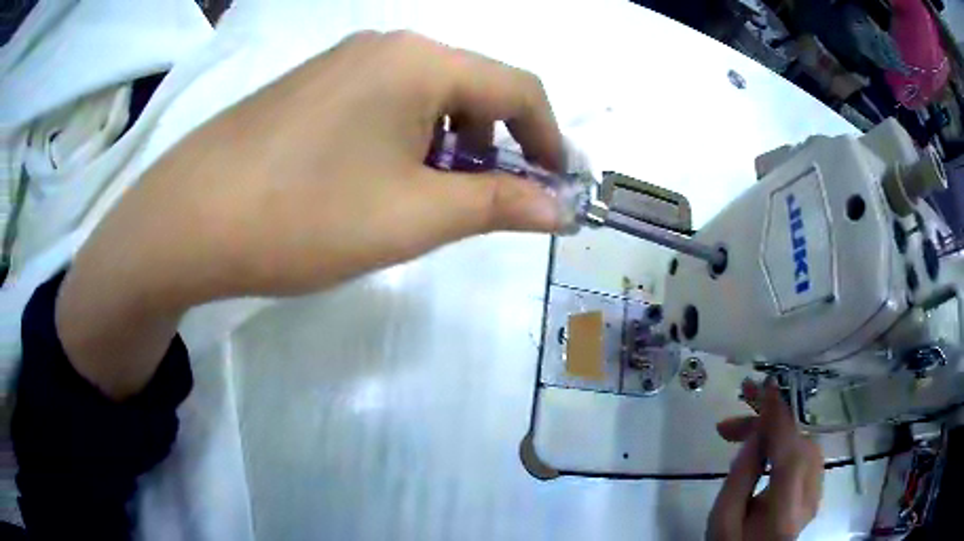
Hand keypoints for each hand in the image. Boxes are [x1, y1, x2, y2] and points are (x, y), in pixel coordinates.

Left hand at [56, 31, 565, 397]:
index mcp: (421, 60)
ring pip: (426, 95)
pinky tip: (376, 179)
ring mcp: (342, 62)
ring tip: (425, 199)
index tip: (557, 185)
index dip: (549, 138)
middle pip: (472, 88)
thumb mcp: (414, 216)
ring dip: (448, 144)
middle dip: (494, 145)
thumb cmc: (304, 216)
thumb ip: (497, 204)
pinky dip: (405, 138)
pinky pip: (383, 101)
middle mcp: (386, 46)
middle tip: (484, 202)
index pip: (518, 88)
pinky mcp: (312, 86)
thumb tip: (560, 210)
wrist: (189, 220)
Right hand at [707, 381, 823, 540]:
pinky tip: (766, 446)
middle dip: (771, 421)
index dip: (779, 416)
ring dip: (777, 431)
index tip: (765, 386)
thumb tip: (756, 433)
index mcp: (784, 510)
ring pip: (804, 444)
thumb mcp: (723, 518)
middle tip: (739, 408)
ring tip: (743, 431)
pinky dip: (787, 442)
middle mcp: (810, 498)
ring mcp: (816, 494)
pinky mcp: (815, 491)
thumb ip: (740, 476)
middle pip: (799, 443)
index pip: (789, 452)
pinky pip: (806, 454)